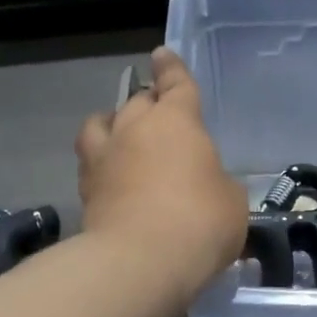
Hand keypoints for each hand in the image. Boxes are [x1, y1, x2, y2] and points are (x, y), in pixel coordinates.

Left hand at [76, 49, 248, 303]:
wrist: (141, 260)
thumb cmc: (200, 221)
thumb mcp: (231, 201)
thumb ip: (218, 183)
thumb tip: (206, 186)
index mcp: (177, 121)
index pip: (176, 83)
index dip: (172, 69)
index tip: (162, 55)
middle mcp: (135, 128)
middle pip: (138, 102)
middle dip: (148, 103)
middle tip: (157, 115)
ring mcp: (104, 157)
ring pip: (102, 123)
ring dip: (112, 124)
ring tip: (119, 136)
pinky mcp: (85, 189)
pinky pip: (91, 162)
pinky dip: (101, 162)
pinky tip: (110, 176)